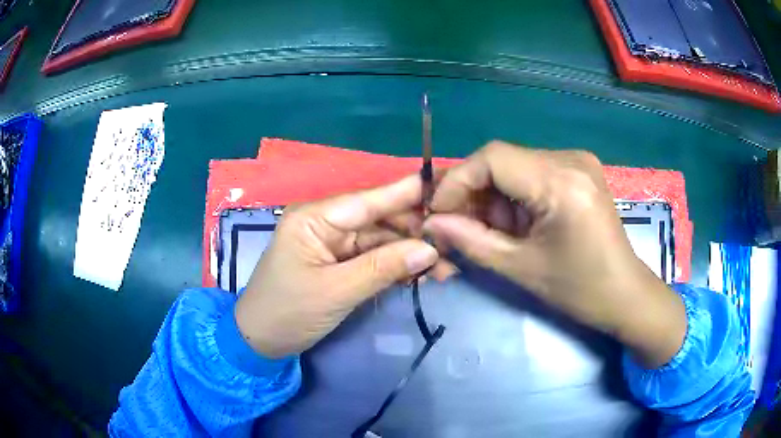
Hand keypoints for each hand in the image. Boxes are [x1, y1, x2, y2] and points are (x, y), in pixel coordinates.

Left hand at [235, 175, 447, 357]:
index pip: (367, 200)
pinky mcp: (338, 263)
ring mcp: (333, 244)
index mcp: (315, 218)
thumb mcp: (336, 292)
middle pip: (378, 220)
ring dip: (410, 254)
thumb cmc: (287, 312)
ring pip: (380, 241)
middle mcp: (325, 223)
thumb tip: (430, 249)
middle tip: (453, 244)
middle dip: (415, 233)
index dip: (406, 193)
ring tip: (446, 268)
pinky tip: (422, 275)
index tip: (443, 187)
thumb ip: (383, 268)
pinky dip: (396, 268)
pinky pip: (373, 259)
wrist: (261, 342)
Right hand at [423, 141, 686, 367]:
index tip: (440, 213)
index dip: (457, 181)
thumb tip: (431, 224)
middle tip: (458, 226)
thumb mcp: (520, 269)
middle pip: (502, 159)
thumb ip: (471, 242)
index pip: (491, 158)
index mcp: (560, 182)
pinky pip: (533, 172)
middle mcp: (570, 159)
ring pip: (515, 165)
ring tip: (489, 230)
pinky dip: (514, 195)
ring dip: (493, 196)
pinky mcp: (580, 170)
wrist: (625, 294)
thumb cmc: (579, 290)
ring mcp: (578, 161)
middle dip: (474, 192)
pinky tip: (515, 222)